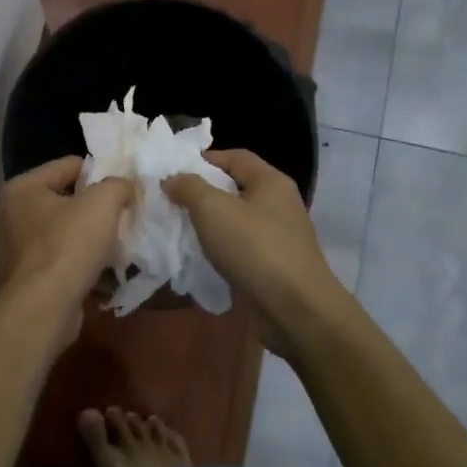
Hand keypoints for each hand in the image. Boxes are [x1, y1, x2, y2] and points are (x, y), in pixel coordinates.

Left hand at [0, 158, 132, 341]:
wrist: (44, 309)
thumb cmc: (68, 246)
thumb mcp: (103, 203)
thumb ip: (118, 185)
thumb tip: (126, 186)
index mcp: (19, 187)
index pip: (68, 166)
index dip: (99, 174)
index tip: (123, 189)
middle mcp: (6, 214)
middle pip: (62, 199)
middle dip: (92, 208)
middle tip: (120, 217)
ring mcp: (8, 248)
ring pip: (58, 230)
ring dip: (84, 236)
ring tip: (113, 244)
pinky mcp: (18, 277)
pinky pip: (54, 258)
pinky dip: (74, 261)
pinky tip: (98, 269)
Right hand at [163, 149, 342, 354]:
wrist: (296, 310)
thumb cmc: (254, 248)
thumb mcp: (213, 209)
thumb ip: (189, 187)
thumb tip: (173, 178)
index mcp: (270, 181)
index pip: (235, 156)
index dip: (203, 159)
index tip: (173, 172)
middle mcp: (279, 204)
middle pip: (236, 188)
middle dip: (203, 193)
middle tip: (171, 201)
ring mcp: (280, 237)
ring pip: (238, 220)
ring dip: (211, 224)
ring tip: (180, 230)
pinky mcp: (276, 266)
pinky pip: (243, 248)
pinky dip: (222, 249)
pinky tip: (201, 258)